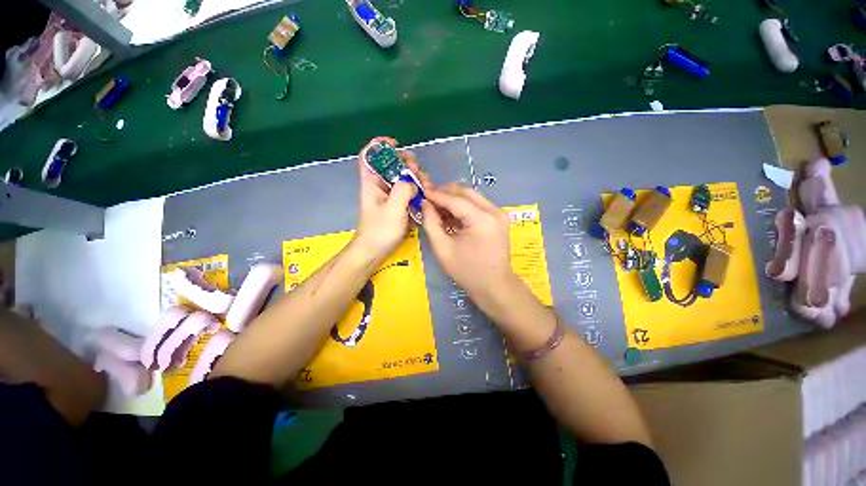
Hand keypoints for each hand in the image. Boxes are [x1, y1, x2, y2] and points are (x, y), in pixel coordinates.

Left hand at [353, 137, 430, 261]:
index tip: (396, 144)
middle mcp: (379, 186)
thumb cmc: (380, 231)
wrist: (374, 251)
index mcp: (371, 183)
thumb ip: (402, 190)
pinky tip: (424, 193)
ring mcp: (389, 196)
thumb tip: (412, 182)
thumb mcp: (392, 209)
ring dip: (414, 177)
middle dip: (405, 163)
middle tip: (417, 171)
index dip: (380, 146)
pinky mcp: (397, 205)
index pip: (369, 156)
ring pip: (401, 178)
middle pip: (390, 164)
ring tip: (424, 185)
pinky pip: (407, 191)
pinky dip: (416, 189)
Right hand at [421, 183, 518, 298]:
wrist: (494, 286)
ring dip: (454, 197)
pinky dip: (463, 205)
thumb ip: (431, 223)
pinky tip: (450, 212)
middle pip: (466, 192)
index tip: (421, 190)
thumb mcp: (443, 248)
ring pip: (472, 196)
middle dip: (445, 191)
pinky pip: (478, 204)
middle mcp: (494, 211)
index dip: (436, 194)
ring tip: (436, 204)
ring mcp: (499, 213)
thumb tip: (425, 204)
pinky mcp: (499, 218)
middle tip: (428, 195)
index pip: (455, 199)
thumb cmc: (467, 271)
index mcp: (481, 219)